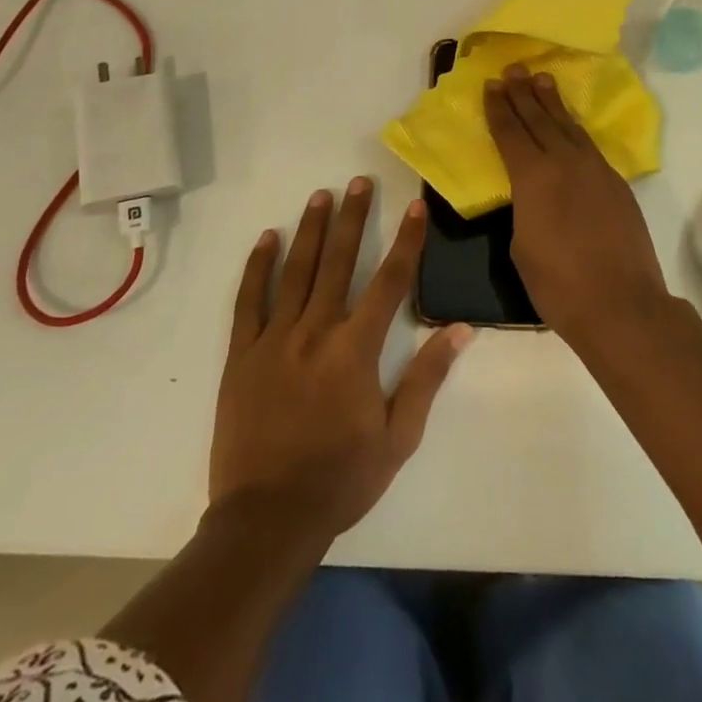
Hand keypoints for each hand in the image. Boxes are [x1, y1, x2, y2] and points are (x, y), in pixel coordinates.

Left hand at [209, 178, 471, 545]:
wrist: (266, 521)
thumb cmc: (340, 480)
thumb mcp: (398, 437)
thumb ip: (427, 377)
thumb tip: (461, 329)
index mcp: (355, 350)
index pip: (389, 282)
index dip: (406, 241)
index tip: (414, 206)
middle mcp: (315, 332)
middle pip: (339, 262)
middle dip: (352, 218)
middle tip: (359, 181)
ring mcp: (273, 340)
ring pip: (295, 271)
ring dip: (310, 230)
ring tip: (321, 195)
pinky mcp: (241, 355)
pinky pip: (248, 301)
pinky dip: (257, 267)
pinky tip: (267, 239)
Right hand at [484, 66, 670, 347]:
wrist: (621, 304)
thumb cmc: (558, 284)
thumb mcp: (521, 245)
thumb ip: (523, 207)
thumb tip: (530, 193)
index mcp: (533, 177)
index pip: (510, 133)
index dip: (499, 108)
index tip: (491, 85)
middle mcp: (564, 162)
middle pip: (539, 119)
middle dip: (523, 93)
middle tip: (513, 68)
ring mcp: (595, 169)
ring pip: (568, 125)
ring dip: (552, 102)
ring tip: (541, 79)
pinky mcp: (616, 182)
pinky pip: (588, 144)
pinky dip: (574, 127)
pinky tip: (570, 124)